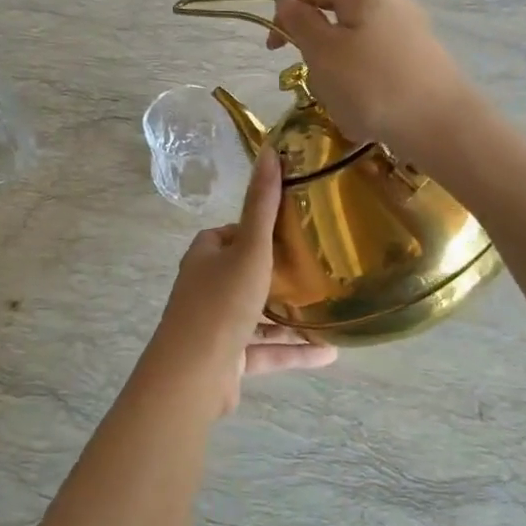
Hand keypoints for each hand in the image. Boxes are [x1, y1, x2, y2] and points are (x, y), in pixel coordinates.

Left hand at [143, 143, 336, 417]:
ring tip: (331, 311)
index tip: (293, 229)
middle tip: (318, 267)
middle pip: (246, 273)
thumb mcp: (250, 248)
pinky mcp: (228, 358)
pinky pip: (265, 350)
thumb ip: (262, 205)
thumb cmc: (222, 302)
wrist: (194, 374)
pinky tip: (329, 353)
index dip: (259, 229)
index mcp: (206, 255)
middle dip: (279, 272)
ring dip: (291, 316)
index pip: (233, 233)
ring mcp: (216, 325)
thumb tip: (269, 151)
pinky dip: (293, 350)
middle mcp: (207, 286)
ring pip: (259, 315)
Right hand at [267, 0, 477, 167]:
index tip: (275, 49)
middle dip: (316, 48)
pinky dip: (364, 85)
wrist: (442, 126)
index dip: (286, 12)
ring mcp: (411, 30)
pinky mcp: (422, 60)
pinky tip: (367, 113)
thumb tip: (288, 2)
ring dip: (338, 71)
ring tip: (342, 102)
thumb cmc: (372, 84)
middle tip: (312, 79)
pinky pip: (378, 66)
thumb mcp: (322, 52)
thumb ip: (300, 23)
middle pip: (336, 15)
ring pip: (356, 45)